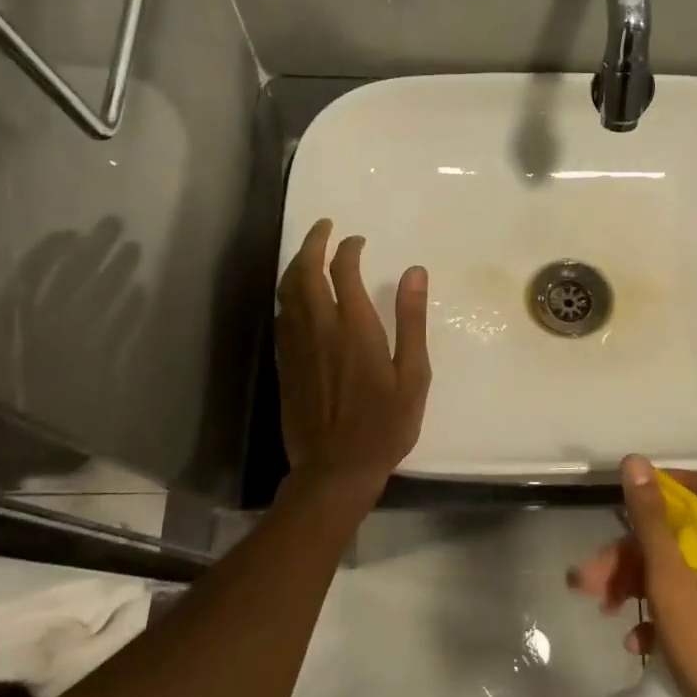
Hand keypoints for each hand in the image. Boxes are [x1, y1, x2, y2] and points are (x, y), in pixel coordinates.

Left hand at [275, 219, 429, 509]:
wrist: (335, 469)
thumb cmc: (384, 424)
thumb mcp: (413, 374)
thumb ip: (411, 320)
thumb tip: (415, 272)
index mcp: (354, 328)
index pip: (343, 270)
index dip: (348, 249)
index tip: (358, 241)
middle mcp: (319, 328)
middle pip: (305, 272)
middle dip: (313, 243)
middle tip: (325, 227)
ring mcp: (296, 346)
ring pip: (287, 291)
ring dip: (297, 264)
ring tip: (310, 252)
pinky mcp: (283, 363)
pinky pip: (281, 316)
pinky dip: (288, 294)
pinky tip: (297, 296)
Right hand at [569, 456, 696, 696]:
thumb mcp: (672, 580)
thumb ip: (651, 521)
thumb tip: (636, 462)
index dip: (674, 485)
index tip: (634, 495)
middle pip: (676, 537)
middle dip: (629, 550)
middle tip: (589, 573)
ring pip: (671, 573)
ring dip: (632, 583)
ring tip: (599, 605)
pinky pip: (677, 607)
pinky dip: (651, 616)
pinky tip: (632, 640)